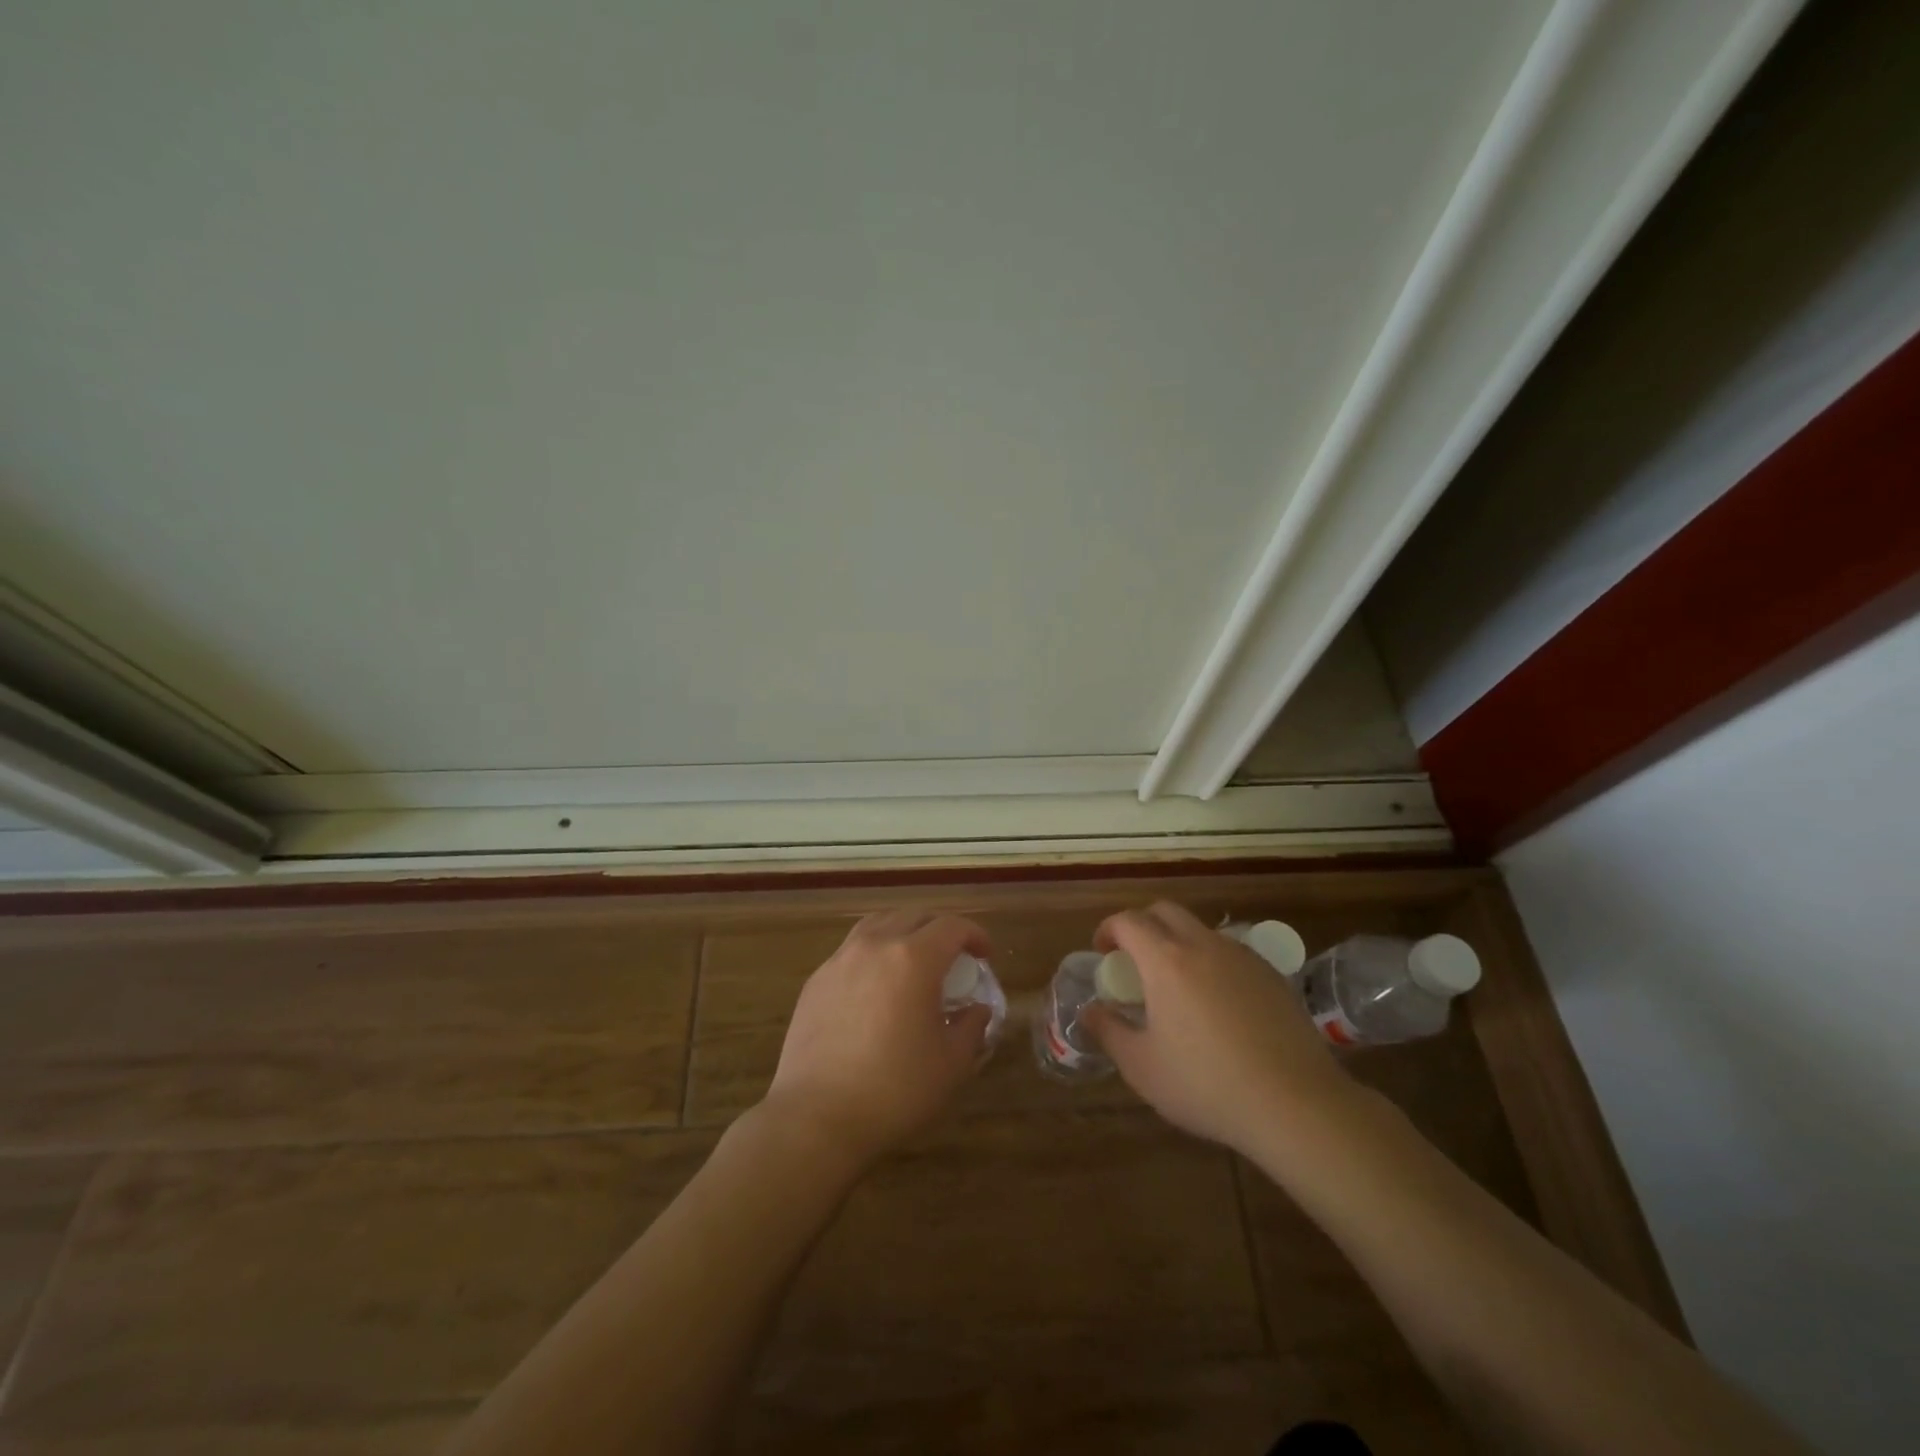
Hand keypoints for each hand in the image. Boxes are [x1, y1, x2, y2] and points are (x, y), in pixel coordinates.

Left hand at [762, 910, 993, 1165]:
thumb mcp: (951, 1064)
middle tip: (954, 956)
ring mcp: (840, 960)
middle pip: (914, 916)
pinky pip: (851, 950)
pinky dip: (873, 953)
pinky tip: (876, 986)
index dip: (975, 935)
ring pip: (878, 924)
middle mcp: (875, 946)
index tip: (985, 956)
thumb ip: (971, 1028)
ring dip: (903, 932)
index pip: (952, 926)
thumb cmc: (894, 1090)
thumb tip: (977, 1010)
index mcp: (914, 958)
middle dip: (940, 929)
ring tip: (913, 959)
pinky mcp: (816, 980)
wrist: (816, 1117)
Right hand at [1084, 901, 1356, 1155]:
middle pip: (1165, 911)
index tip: (1102, 951)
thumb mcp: (1142, 1067)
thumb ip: (1109, 1032)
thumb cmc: (1206, 1085)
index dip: (1108, 929)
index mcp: (1166, 961)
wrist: (1295, 1104)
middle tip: (1134, 958)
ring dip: (1179, 942)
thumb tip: (1089, 1011)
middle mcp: (1203, 945)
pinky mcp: (1273, 976)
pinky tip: (1218, 1004)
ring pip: (1201, 930)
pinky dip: (1212, 962)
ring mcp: (1243, 957)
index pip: (1128, 921)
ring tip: (1176, 984)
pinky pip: (1231, 953)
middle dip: (1142, 925)